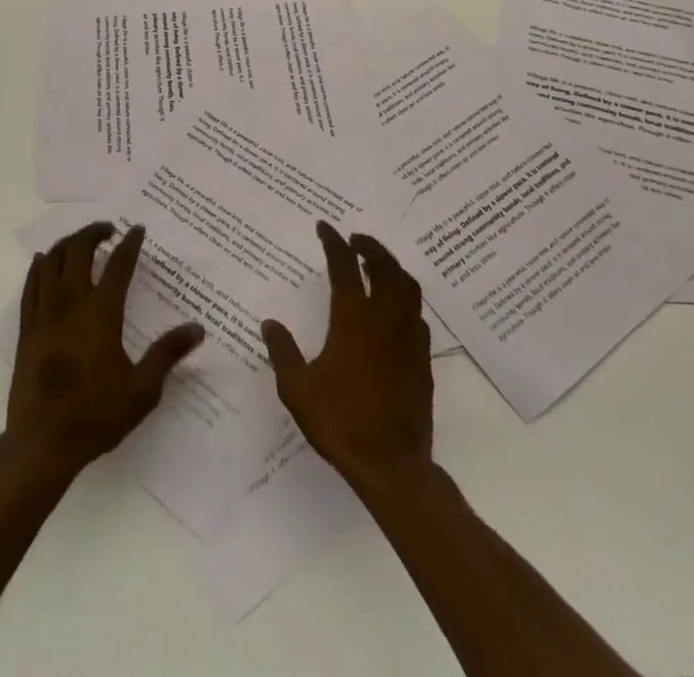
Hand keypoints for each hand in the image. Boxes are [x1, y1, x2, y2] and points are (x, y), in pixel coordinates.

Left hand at [5, 222, 203, 479]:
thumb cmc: (95, 415)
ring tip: (81, 243)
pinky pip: (31, 284)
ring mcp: (44, 313)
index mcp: (101, 312)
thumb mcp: (142, 389)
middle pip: (79, 250)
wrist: (41, 442)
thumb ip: (168, 353)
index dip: (130, 243)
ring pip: (51, 260)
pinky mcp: (26, 328)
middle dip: (94, 232)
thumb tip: (198, 328)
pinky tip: (45, 263)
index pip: (119, 264)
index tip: (137, 229)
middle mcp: (71, 302)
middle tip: (108, 230)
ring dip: (68, 244)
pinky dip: (40, 266)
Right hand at [262, 221, 432, 493]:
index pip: (344, 266)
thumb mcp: (297, 388)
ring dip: (392, 267)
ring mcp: (408, 338)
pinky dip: (405, 298)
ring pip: (407, 286)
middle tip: (356, 240)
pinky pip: (417, 314)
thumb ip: (283, 351)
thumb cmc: (340, 422)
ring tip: (377, 265)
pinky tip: (395, 309)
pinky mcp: (423, 359)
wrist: (392, 465)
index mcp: (353, 318)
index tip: (325, 227)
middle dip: (371, 247)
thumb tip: (270, 323)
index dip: (334, 242)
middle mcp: (384, 319)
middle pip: (385, 267)